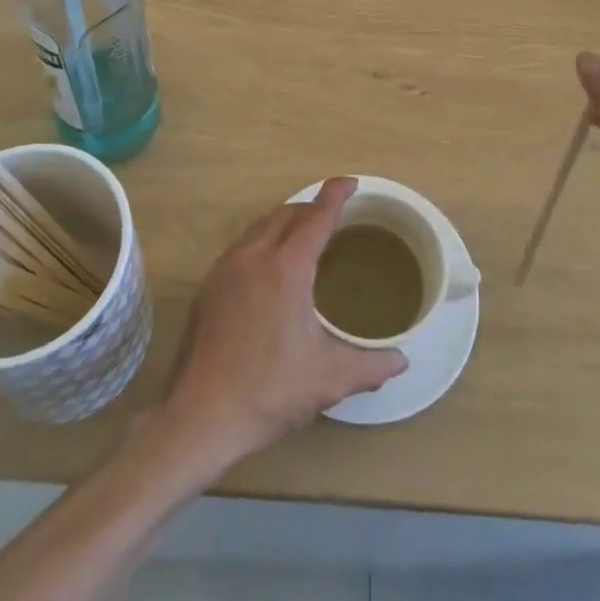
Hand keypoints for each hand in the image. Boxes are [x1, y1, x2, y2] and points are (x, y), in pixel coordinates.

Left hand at [161, 178, 405, 468]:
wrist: (198, 418)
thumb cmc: (268, 392)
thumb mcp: (328, 379)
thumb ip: (371, 365)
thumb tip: (402, 360)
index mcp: (285, 269)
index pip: (316, 217)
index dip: (335, 195)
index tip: (350, 182)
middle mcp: (253, 256)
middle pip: (287, 214)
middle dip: (312, 206)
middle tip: (334, 213)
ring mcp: (226, 269)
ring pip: (261, 226)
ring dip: (286, 220)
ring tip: (305, 233)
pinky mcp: (209, 286)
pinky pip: (244, 244)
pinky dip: (265, 238)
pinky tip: (272, 266)